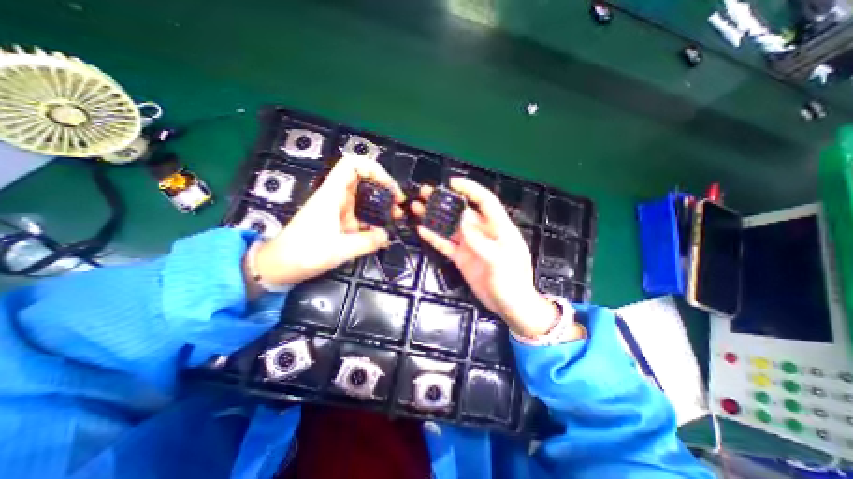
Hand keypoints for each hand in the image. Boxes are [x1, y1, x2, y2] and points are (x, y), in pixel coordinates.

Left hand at [248, 155, 403, 287]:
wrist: (280, 266)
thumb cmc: (305, 253)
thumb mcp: (340, 249)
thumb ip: (368, 242)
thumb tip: (387, 236)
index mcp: (332, 194)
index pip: (352, 165)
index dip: (373, 169)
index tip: (389, 186)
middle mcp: (336, 198)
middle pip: (363, 181)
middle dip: (384, 189)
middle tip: (398, 205)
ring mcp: (338, 210)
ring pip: (364, 199)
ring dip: (381, 206)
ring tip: (395, 218)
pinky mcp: (339, 222)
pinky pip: (361, 216)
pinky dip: (373, 222)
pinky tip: (382, 234)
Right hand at [411, 178, 564, 338]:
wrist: (511, 306)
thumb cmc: (514, 283)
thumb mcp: (502, 261)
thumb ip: (482, 242)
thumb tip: (462, 222)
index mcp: (499, 228)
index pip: (485, 201)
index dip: (470, 189)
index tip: (452, 183)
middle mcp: (482, 233)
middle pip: (462, 212)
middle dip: (444, 201)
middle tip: (426, 192)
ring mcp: (470, 246)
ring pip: (450, 227)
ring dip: (435, 217)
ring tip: (418, 207)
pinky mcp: (462, 258)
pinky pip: (446, 245)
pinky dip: (434, 237)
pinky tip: (422, 230)